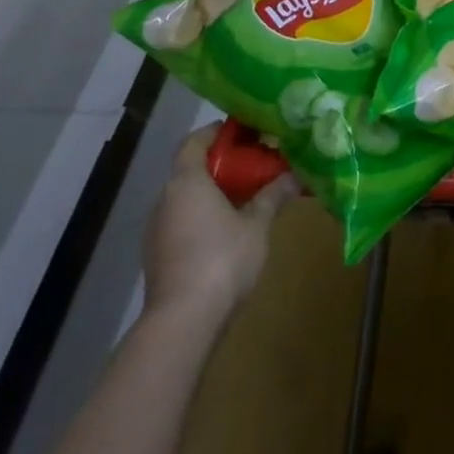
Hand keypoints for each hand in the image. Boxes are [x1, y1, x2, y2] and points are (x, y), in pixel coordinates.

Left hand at [143, 123, 296, 320]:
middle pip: (190, 169)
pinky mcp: (157, 257)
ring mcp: (157, 230)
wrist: (183, 322)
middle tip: (254, 165)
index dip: (217, 133)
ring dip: (212, 193)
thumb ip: (273, 195)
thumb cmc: (222, 259)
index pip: (195, 141)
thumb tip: (296, 174)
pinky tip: (227, 231)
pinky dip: (202, 217)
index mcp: (186, 181)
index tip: (244, 132)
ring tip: (245, 198)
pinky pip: (181, 222)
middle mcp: (165, 199)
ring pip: (185, 198)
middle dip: (221, 164)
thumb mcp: (257, 224)